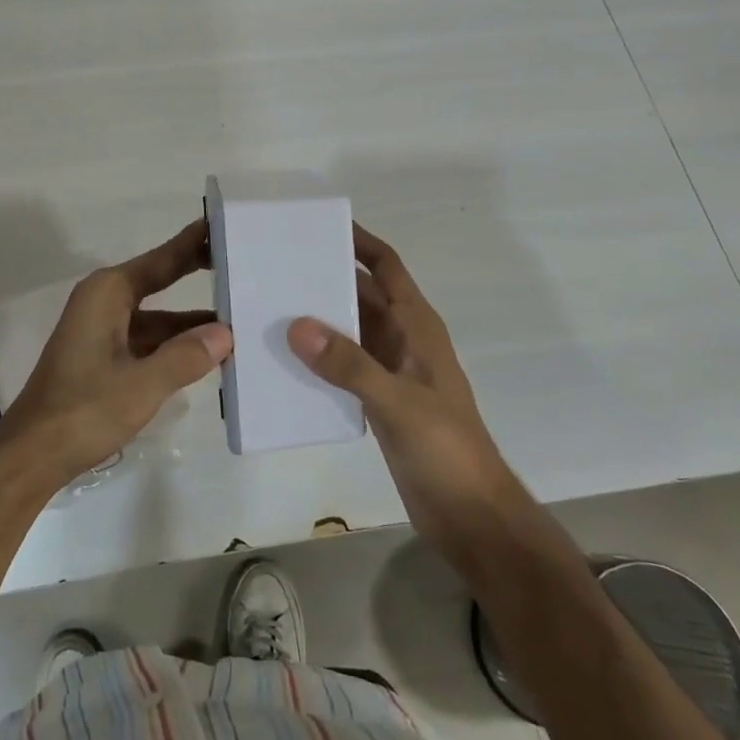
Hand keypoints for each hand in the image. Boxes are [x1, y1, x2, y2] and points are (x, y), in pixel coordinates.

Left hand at [0, 220, 232, 488]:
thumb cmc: (83, 410)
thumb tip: (226, 333)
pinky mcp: (104, 357)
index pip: (161, 260)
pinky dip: (176, 345)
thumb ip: (186, 356)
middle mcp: (104, 303)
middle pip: (159, 281)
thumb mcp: (142, 384)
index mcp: (108, 294)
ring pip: (157, 317)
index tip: (223, 224)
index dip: (193, 243)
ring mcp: (102, 330)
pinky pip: (148, 340)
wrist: (32, 455)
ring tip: (239, 317)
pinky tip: (208, 354)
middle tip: (242, 263)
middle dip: (197, 274)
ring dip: (191, 322)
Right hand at [287, 225, 529, 576]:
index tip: (318, 223)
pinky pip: (342, 365)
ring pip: (348, 330)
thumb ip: (350, 364)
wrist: (471, 515)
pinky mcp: (378, 399)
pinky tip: (283, 360)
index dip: (359, 240)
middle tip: (275, 264)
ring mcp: (390, 370)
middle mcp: (402, 338)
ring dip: (317, 318)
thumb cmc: (446, 448)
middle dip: (325, 277)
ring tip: (268, 305)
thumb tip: (296, 325)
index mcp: (416, 325)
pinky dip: (317, 357)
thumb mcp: (398, 402)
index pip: (386, 266)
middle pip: (361, 293)